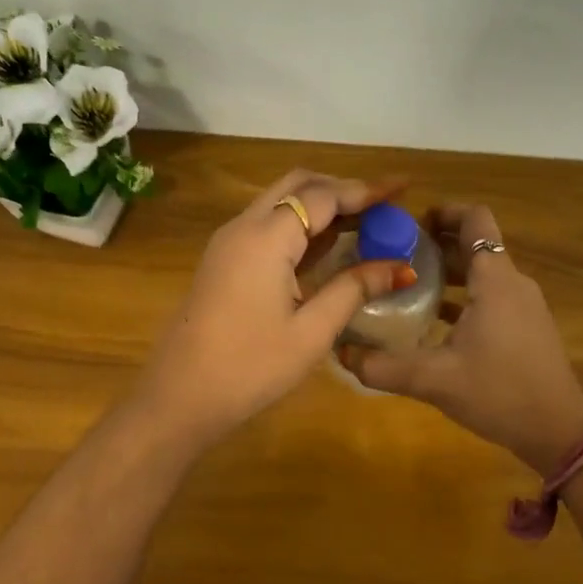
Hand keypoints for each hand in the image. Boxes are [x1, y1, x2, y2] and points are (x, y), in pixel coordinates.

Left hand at [133, 169, 414, 452]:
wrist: (179, 398)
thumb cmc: (250, 367)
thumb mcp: (311, 331)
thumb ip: (354, 289)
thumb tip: (401, 267)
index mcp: (266, 238)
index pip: (323, 196)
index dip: (366, 190)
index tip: (403, 188)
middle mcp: (243, 227)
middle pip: (297, 185)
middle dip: (342, 189)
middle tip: (382, 207)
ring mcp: (229, 242)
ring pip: (280, 202)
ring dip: (321, 205)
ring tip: (365, 222)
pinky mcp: (223, 261)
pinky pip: (267, 225)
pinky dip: (300, 224)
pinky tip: (328, 245)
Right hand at [341, 203, 582, 473]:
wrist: (559, 431)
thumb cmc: (499, 393)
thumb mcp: (434, 380)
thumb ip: (383, 367)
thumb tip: (340, 353)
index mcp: (494, 279)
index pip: (475, 219)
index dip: (443, 213)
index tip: (409, 228)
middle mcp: (513, 283)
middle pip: (475, 244)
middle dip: (436, 245)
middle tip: (395, 258)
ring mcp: (524, 305)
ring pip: (484, 272)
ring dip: (449, 272)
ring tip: (408, 287)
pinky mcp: (527, 327)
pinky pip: (493, 296)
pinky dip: (465, 297)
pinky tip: (436, 322)